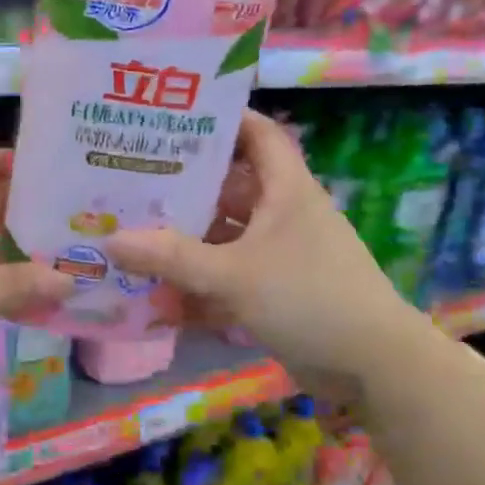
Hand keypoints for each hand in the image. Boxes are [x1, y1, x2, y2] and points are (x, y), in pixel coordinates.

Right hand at [108, 110, 407, 399]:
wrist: (373, 366)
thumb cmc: (309, 297)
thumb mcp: (234, 274)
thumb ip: (172, 258)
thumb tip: (111, 241)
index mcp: (285, 190)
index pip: (257, 133)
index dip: (221, 119)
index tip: (171, 118)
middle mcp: (280, 215)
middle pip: (227, 187)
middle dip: (182, 186)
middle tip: (130, 179)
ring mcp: (277, 255)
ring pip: (222, 237)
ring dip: (183, 242)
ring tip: (130, 235)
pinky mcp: (273, 292)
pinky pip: (226, 278)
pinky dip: (197, 286)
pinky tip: (155, 297)